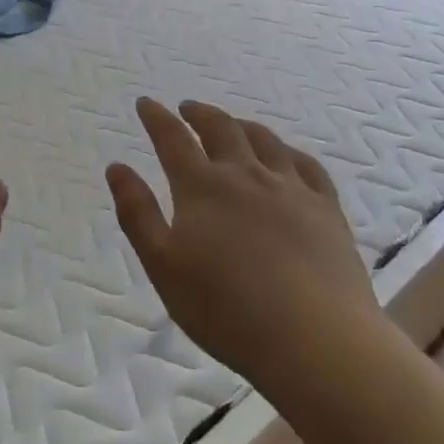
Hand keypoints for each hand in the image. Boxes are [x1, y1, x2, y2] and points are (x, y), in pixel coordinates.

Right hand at [107, 99, 379, 387]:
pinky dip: (289, 151)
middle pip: (220, 129)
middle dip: (199, 114)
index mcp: (202, 187)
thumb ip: (137, 213)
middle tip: (187, 108)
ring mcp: (291, 188)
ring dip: (241, 125)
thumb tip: (117, 167)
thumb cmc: (226, 309)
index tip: (146, 103)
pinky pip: (307, 166)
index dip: (156, 118)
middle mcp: (245, 175)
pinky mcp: (326, 209)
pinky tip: (286, 156)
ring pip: (264, 140)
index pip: (172, 139)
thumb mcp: (163, 266)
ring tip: (232, 124)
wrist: (316, 340)